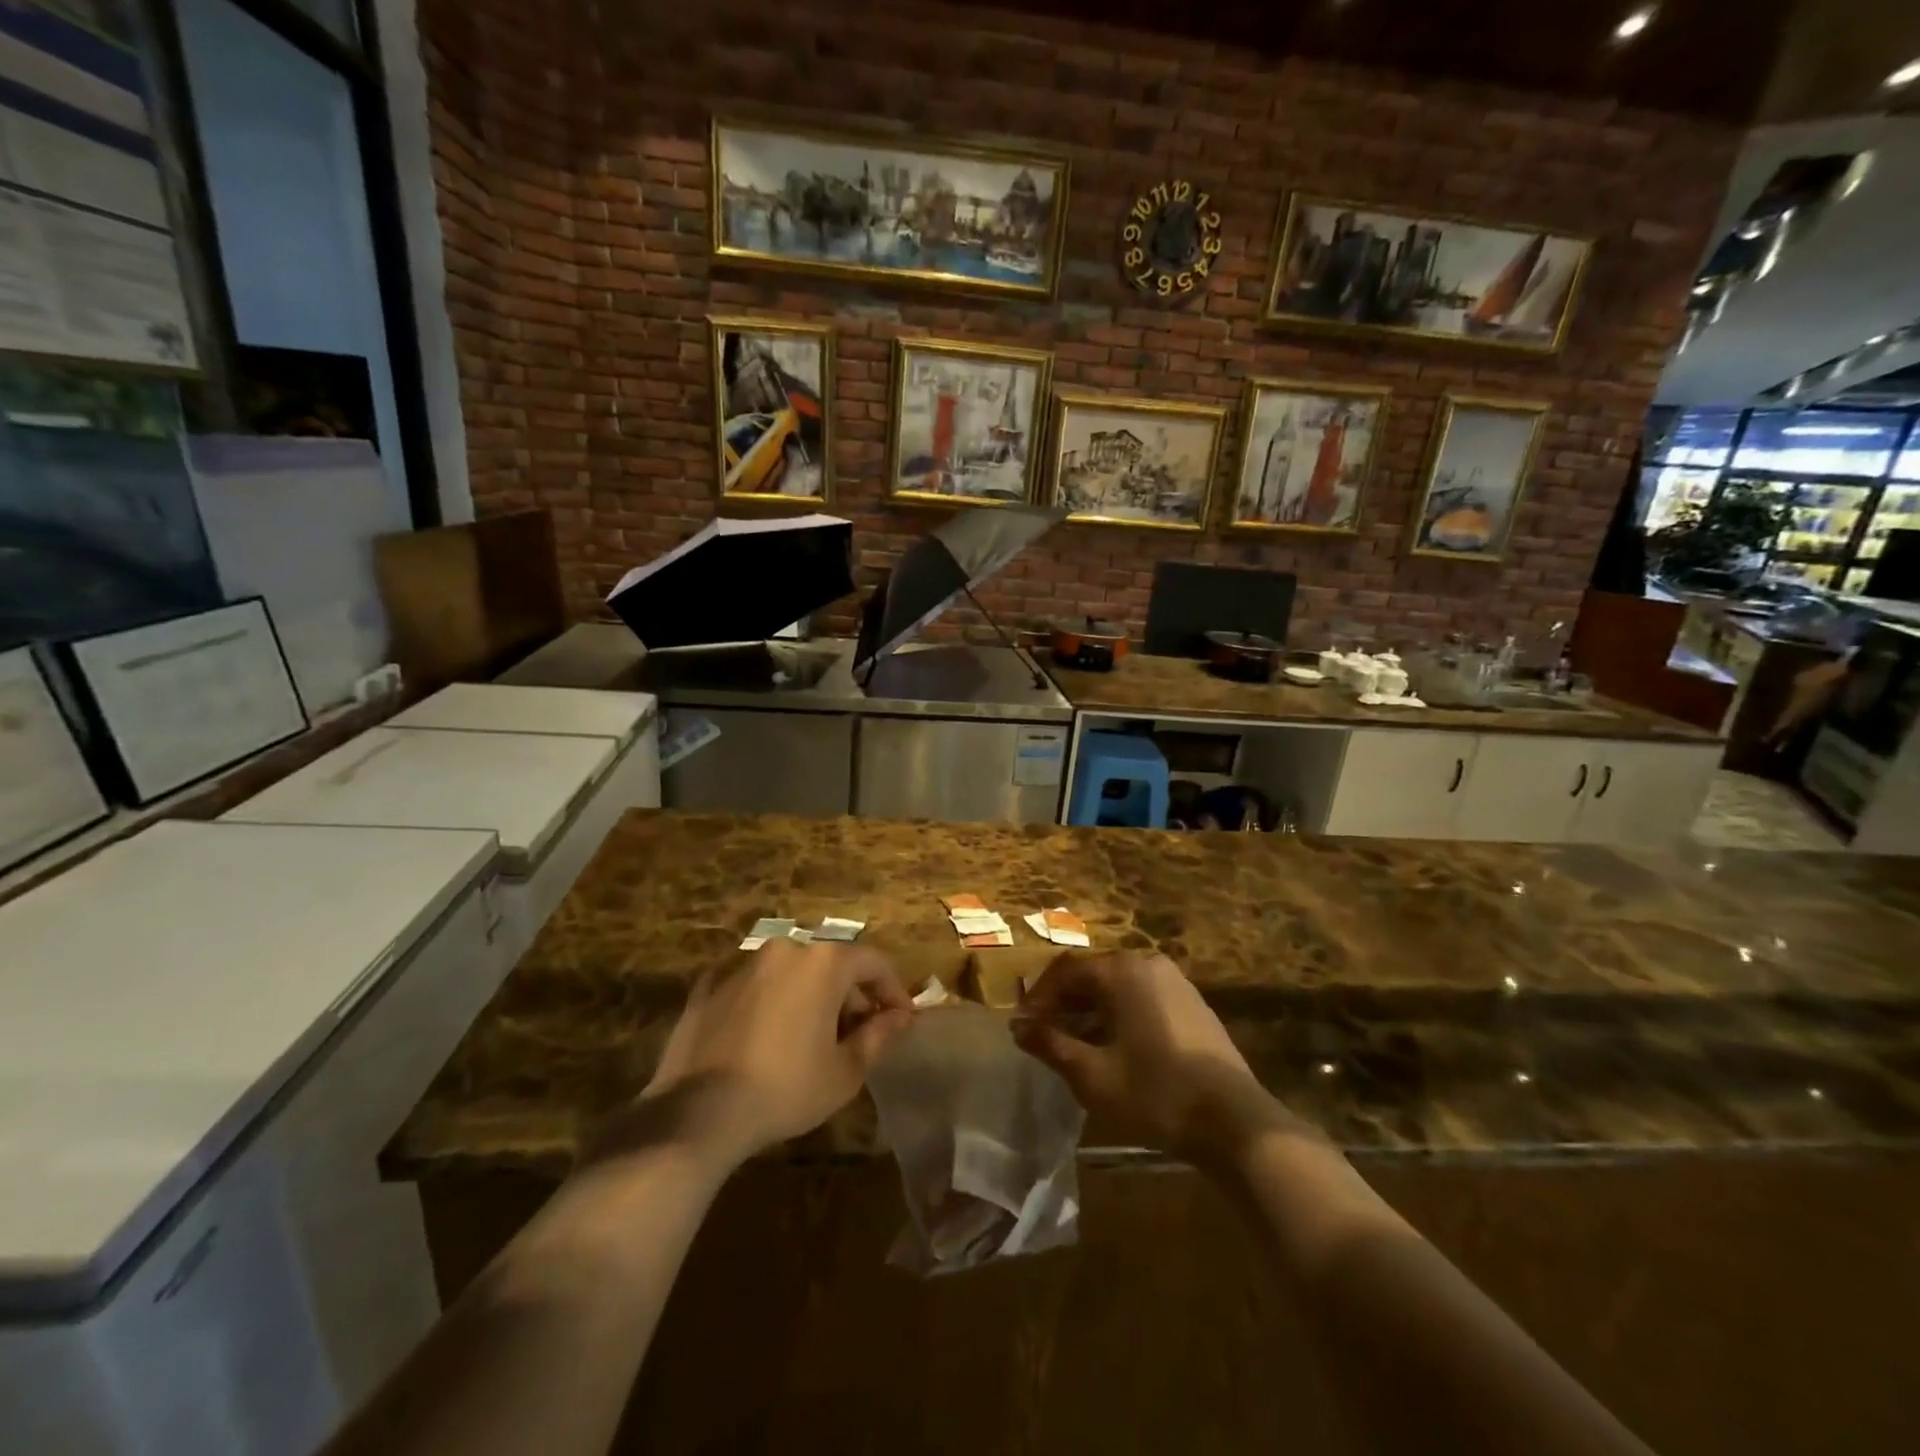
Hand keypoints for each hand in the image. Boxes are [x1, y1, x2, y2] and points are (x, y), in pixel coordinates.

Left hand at [636, 941, 912, 1166]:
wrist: (697, 1113)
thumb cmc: (786, 1088)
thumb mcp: (845, 1071)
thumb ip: (879, 1035)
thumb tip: (901, 1017)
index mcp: (823, 962)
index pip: (873, 962)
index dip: (893, 990)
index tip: (900, 1020)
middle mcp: (785, 949)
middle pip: (832, 964)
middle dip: (851, 995)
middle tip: (858, 1036)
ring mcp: (743, 964)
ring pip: (792, 972)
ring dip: (810, 996)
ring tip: (812, 1039)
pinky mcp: (709, 985)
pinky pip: (754, 986)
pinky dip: (770, 1002)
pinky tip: (767, 1038)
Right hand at [1013, 952, 1299, 1167]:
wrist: (1234, 1120)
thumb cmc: (1155, 1092)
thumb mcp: (1092, 1074)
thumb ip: (1052, 1045)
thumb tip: (1020, 1028)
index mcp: (1122, 970)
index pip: (1066, 972)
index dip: (1039, 998)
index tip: (1021, 1026)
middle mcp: (1148, 963)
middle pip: (1093, 975)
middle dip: (1064, 1003)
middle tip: (1043, 1034)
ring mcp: (1175, 982)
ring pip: (1118, 988)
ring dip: (1090, 1011)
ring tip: (1073, 1044)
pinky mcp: (1192, 1004)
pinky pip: (1142, 998)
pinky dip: (1118, 1015)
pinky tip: (1112, 1048)